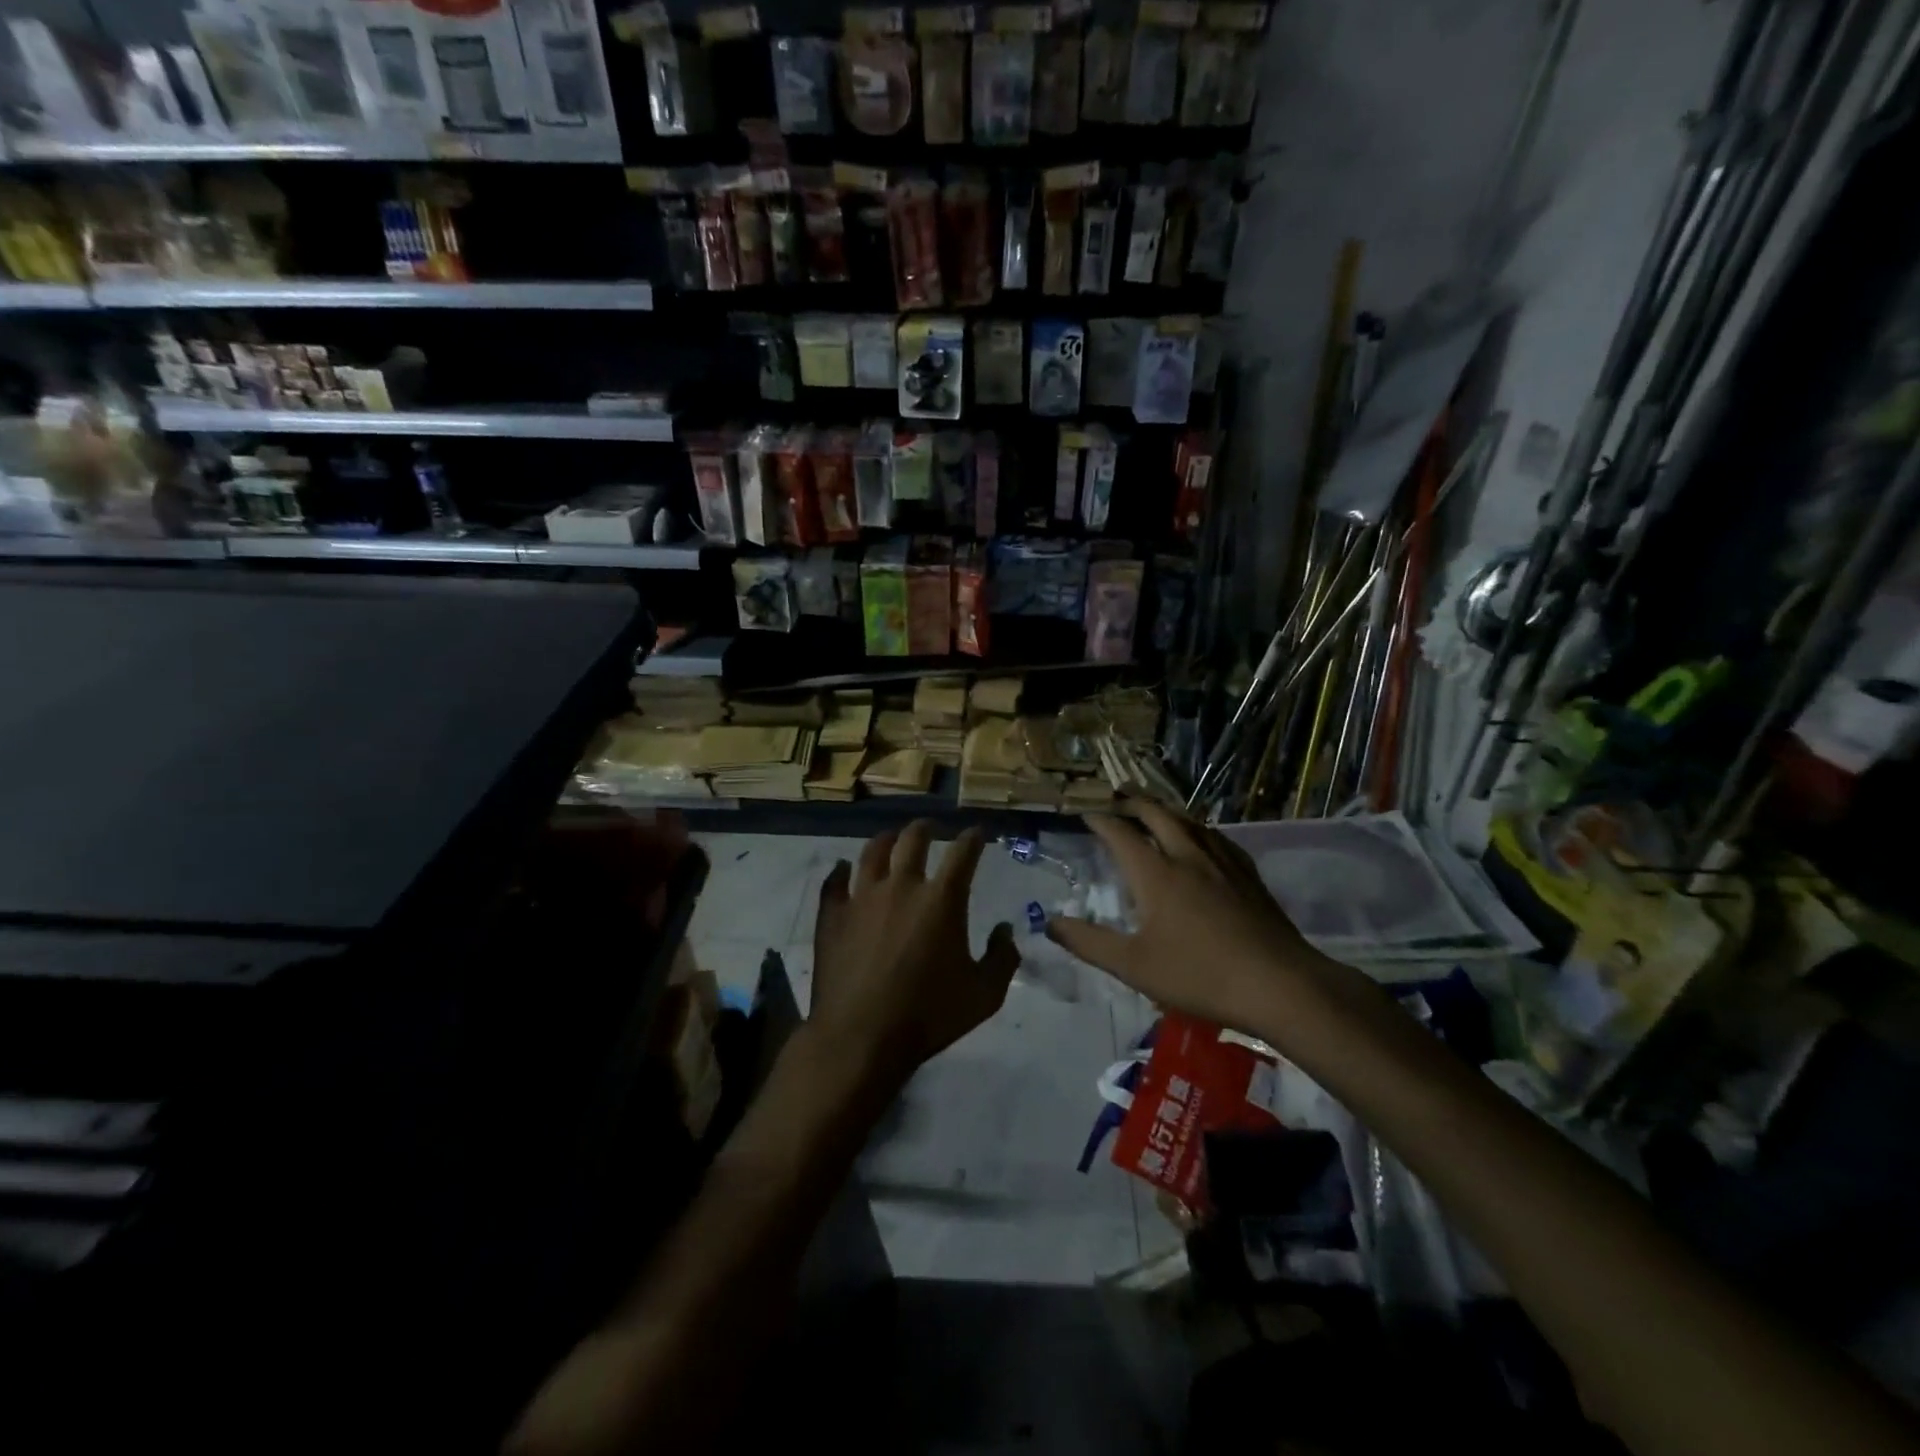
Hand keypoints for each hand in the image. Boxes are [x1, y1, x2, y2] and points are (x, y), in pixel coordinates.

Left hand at [810, 821, 1019, 1092]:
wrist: (861, 1038)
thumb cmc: (929, 1016)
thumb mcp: (984, 995)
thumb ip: (1002, 959)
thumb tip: (1005, 930)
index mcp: (942, 900)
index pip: (963, 854)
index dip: (972, 838)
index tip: (977, 832)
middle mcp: (901, 886)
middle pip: (913, 840)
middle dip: (925, 828)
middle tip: (930, 828)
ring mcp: (862, 897)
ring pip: (872, 852)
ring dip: (885, 840)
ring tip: (890, 839)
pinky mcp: (832, 915)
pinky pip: (834, 882)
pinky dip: (840, 871)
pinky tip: (842, 869)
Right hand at [1046, 804, 1330, 1036]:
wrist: (1279, 984)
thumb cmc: (1199, 975)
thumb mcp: (1133, 966)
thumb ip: (1089, 942)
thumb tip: (1050, 923)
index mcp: (1156, 873)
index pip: (1120, 834)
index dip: (1100, 820)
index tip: (1084, 813)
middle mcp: (1188, 856)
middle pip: (1158, 814)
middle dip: (1134, 802)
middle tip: (1117, 797)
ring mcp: (1223, 863)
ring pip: (1190, 821)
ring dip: (1166, 809)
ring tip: (1154, 809)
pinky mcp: (1249, 876)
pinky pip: (1218, 838)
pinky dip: (1199, 829)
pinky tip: (1204, 840)